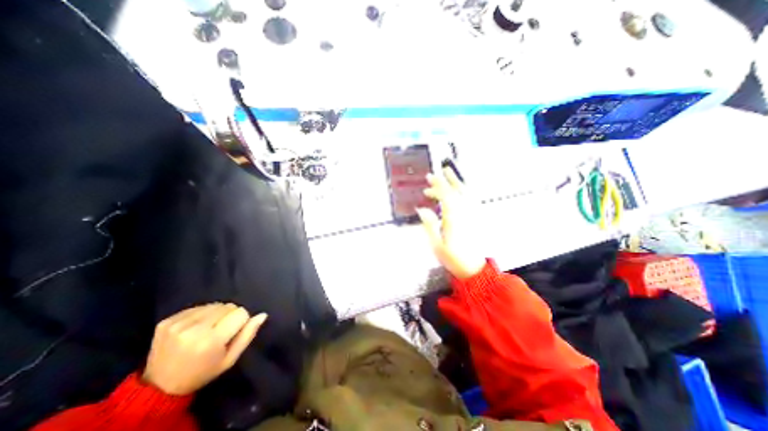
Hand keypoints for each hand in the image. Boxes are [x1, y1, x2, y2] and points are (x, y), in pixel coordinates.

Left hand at [143, 302, 267, 394]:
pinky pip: (198, 307)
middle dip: (229, 316)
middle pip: (227, 306)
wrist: (159, 387)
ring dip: (216, 314)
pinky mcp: (167, 321)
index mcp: (210, 341)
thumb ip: (248, 335)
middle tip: (220, 331)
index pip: (240, 313)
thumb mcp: (230, 359)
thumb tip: (262, 315)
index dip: (241, 321)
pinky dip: (201, 314)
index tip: (232, 333)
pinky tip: (194, 328)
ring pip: (214, 305)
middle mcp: (193, 329)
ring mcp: (178, 324)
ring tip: (207, 329)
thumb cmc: (202, 372)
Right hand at [418, 166, 480, 280]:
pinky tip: (460, 187)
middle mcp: (465, 213)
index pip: (446, 196)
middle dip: (443, 182)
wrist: (473, 268)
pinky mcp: (476, 217)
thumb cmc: (452, 257)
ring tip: (448, 172)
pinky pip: (472, 198)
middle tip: (432, 177)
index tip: (429, 178)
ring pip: (465, 192)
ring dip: (456, 181)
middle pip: (455, 191)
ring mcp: (472, 214)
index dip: (437, 185)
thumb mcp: (436, 244)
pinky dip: (465, 189)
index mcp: (454, 219)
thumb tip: (421, 209)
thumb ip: (429, 225)